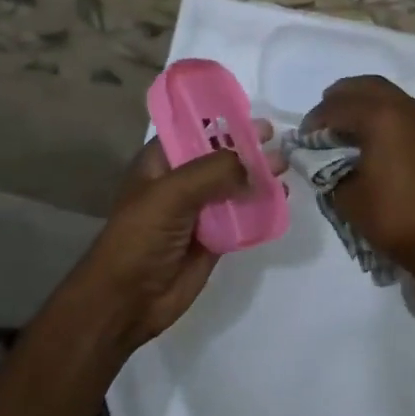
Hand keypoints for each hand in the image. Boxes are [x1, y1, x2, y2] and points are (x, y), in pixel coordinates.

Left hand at [72, 120, 282, 350]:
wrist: (128, 301)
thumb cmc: (140, 238)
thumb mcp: (172, 194)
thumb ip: (215, 172)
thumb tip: (259, 167)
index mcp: (161, 162)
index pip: (195, 129)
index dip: (223, 121)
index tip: (255, 114)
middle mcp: (181, 181)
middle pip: (220, 156)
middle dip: (248, 148)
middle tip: (279, 139)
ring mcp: (199, 211)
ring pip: (235, 186)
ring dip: (259, 177)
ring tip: (286, 168)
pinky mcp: (214, 238)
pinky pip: (243, 217)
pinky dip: (261, 207)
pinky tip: (281, 199)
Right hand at [302, 77, 414, 286]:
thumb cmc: (395, 219)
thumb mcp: (347, 198)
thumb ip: (330, 171)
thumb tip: (327, 162)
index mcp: (380, 118)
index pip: (337, 106)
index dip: (315, 120)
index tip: (303, 138)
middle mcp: (406, 108)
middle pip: (366, 87)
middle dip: (340, 98)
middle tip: (323, 120)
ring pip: (390, 96)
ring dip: (365, 104)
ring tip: (347, 128)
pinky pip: (406, 112)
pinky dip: (386, 116)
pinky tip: (375, 140)